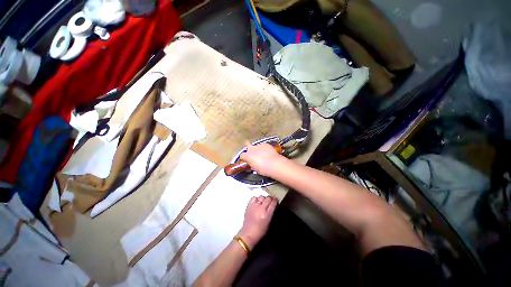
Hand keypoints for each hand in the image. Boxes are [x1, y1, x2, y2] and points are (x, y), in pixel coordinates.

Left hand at [237, 195, 277, 248]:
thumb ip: (271, 212)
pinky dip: (256, 199)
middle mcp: (261, 209)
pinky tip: (257, 202)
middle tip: (270, 201)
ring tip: (263, 202)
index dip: (275, 200)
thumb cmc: (260, 231)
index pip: (273, 203)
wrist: (248, 234)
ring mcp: (254, 206)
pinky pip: (254, 198)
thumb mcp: (269, 223)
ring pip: (261, 197)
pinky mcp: (249, 206)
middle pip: (268, 198)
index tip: (276, 201)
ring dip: (263, 199)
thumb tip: (273, 205)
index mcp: (267, 215)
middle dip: (270, 199)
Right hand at [240, 143, 285, 176]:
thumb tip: (251, 164)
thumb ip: (251, 164)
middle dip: (249, 149)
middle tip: (253, 154)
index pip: (242, 155)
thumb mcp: (254, 169)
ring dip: (258, 149)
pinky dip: (265, 149)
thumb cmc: (263, 169)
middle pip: (247, 145)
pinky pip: (263, 146)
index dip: (244, 158)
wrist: (273, 164)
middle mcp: (251, 149)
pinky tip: (268, 153)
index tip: (247, 161)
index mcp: (247, 156)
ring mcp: (259, 145)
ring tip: (263, 154)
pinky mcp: (266, 144)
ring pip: (256, 146)